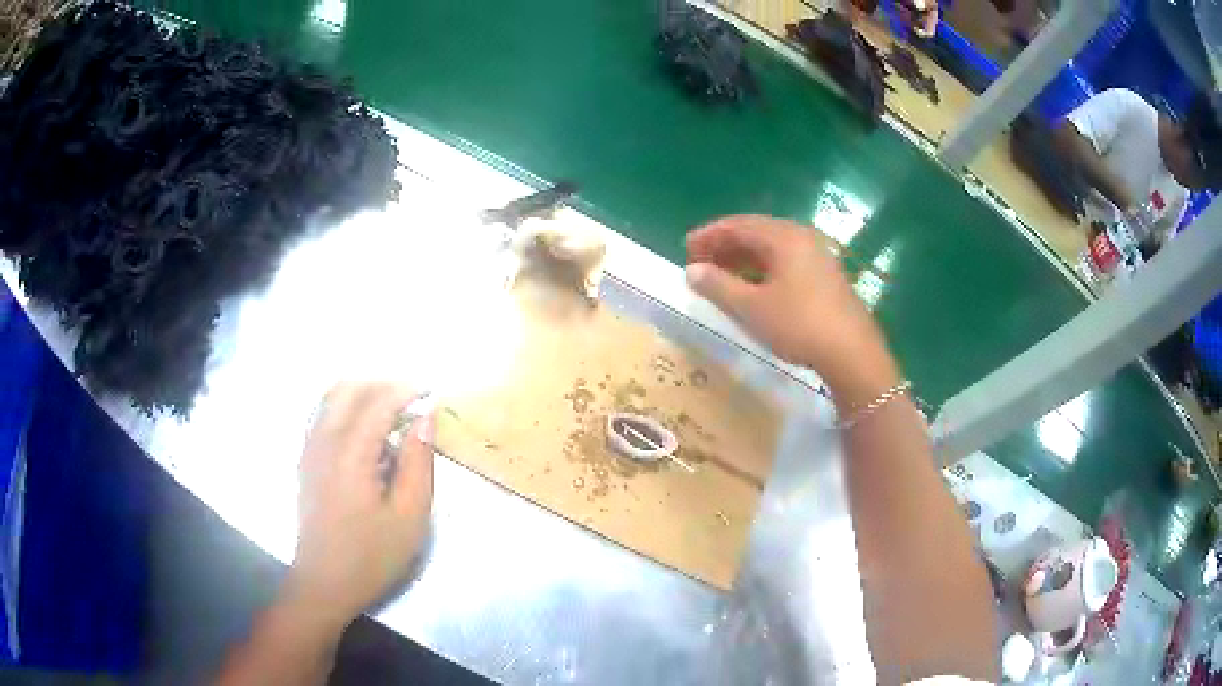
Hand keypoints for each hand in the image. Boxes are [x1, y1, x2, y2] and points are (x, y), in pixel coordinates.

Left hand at [286, 382, 434, 628]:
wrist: (325, 582)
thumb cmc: (372, 556)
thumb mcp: (410, 517)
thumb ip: (419, 463)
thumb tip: (425, 419)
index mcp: (351, 453)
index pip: (378, 401)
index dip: (407, 390)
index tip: (432, 393)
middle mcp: (324, 440)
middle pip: (349, 388)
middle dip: (382, 385)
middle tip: (412, 401)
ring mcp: (309, 449)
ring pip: (331, 398)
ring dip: (362, 394)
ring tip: (391, 413)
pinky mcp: (305, 461)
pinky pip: (322, 416)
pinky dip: (345, 409)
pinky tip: (364, 433)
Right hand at [685, 215, 898, 400]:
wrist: (852, 353)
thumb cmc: (798, 325)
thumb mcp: (751, 308)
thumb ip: (718, 285)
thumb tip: (692, 270)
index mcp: (783, 237)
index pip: (737, 224)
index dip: (708, 235)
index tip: (685, 250)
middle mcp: (802, 237)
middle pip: (756, 232)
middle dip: (724, 245)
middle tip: (700, 263)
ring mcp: (818, 255)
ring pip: (772, 248)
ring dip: (743, 258)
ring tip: (721, 276)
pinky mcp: (826, 275)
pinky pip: (786, 261)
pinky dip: (763, 269)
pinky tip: (753, 288)